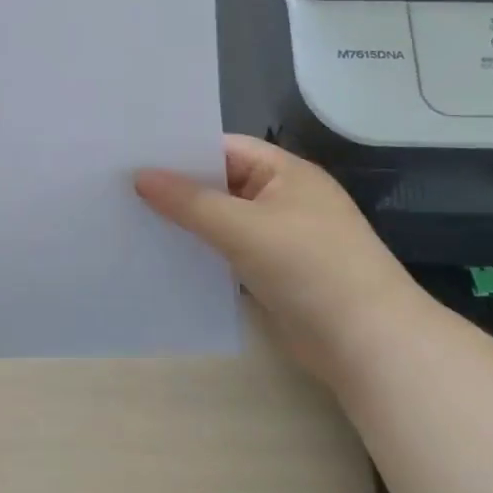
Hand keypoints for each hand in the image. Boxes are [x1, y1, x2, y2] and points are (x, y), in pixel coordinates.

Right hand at [136, 136, 423, 384]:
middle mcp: (284, 198)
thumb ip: (189, 201)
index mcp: (286, 172)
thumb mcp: (243, 227)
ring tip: (133, 217)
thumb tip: (140, 177)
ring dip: (188, 221)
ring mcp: (281, 237)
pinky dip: (202, 251)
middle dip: (178, 186)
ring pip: (222, 219)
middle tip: (123, 185)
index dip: (182, 150)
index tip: (134, 155)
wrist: (369, 345)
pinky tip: (166, 254)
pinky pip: (229, 251)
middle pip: (221, 183)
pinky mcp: (276, 273)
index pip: (225, 147)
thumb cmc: (309, 267)